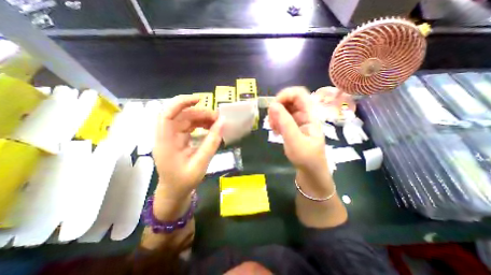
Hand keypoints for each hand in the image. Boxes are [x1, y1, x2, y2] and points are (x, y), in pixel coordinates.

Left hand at [153, 94, 223, 196]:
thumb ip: (212, 142)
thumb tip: (222, 123)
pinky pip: (189, 126)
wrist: (174, 192)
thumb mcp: (201, 163)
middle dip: (200, 113)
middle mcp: (166, 136)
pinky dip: (200, 124)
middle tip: (218, 118)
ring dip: (202, 118)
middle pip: (181, 115)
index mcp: (166, 143)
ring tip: (217, 123)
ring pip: (186, 119)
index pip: (167, 115)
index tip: (199, 99)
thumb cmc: (185, 181)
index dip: (181, 103)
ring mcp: (171, 137)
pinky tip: (210, 127)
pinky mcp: (177, 139)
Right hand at [267, 87, 327, 172]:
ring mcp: (298, 120)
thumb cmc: (306, 157)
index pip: (299, 94)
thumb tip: (272, 105)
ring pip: (284, 109)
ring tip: (273, 128)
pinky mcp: (293, 127)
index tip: (273, 106)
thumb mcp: (294, 140)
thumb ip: (284, 122)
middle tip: (271, 121)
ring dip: (275, 116)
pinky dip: (276, 122)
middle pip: (289, 100)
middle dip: (277, 108)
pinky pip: (282, 118)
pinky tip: (275, 131)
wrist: (310, 171)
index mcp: (310, 115)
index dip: (285, 95)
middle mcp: (304, 115)